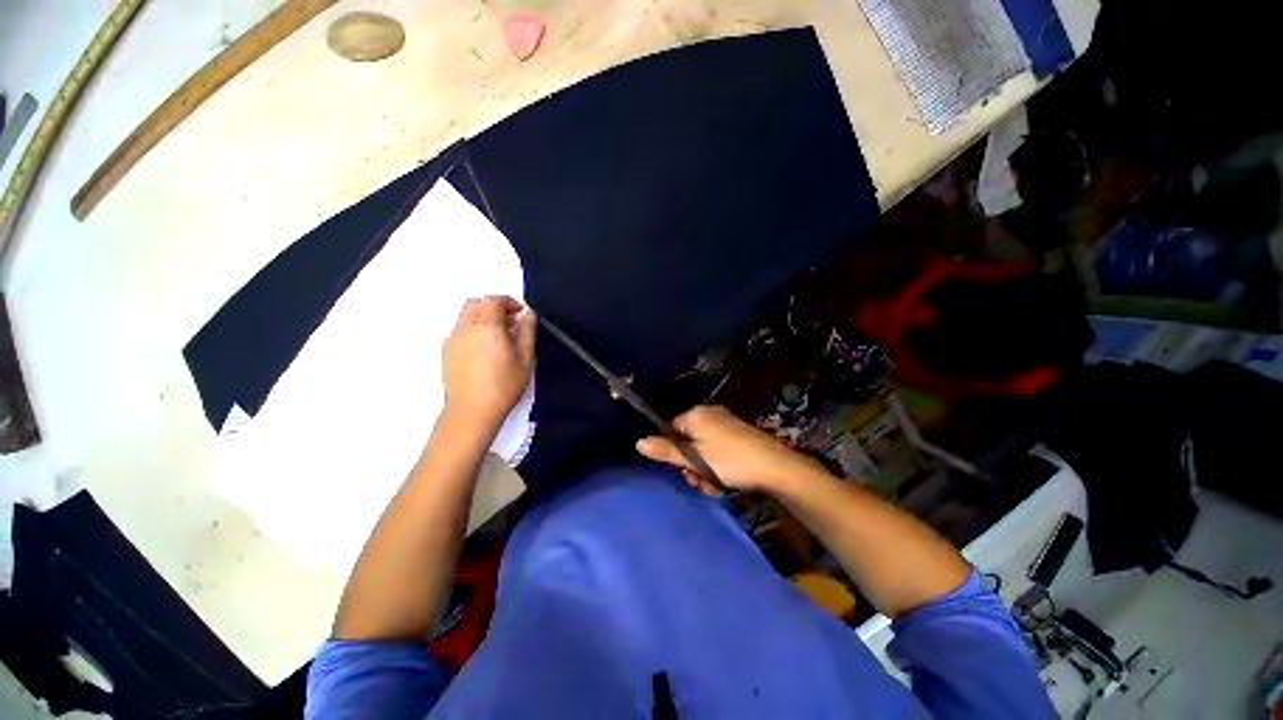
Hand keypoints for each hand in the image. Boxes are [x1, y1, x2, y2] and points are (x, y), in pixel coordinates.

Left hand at [442, 296, 535, 429]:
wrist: (472, 411)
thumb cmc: (503, 386)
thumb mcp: (525, 359)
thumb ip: (527, 332)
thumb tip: (527, 316)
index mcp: (487, 327)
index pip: (494, 300)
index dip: (509, 302)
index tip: (519, 312)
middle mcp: (465, 329)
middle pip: (476, 304)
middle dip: (493, 307)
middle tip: (509, 321)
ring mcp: (453, 340)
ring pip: (466, 317)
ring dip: (482, 318)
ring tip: (498, 337)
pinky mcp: (446, 352)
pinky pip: (460, 331)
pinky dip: (472, 331)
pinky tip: (484, 350)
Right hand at [636, 405, 823, 494]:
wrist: (775, 466)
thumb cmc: (730, 460)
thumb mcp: (695, 459)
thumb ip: (666, 451)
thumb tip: (638, 442)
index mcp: (696, 415)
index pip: (671, 430)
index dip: (674, 453)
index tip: (683, 471)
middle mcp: (709, 414)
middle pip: (687, 441)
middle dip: (691, 465)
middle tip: (701, 482)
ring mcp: (725, 423)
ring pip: (702, 449)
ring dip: (704, 469)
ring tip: (715, 485)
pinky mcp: (737, 434)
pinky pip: (717, 449)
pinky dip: (717, 464)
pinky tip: (725, 480)